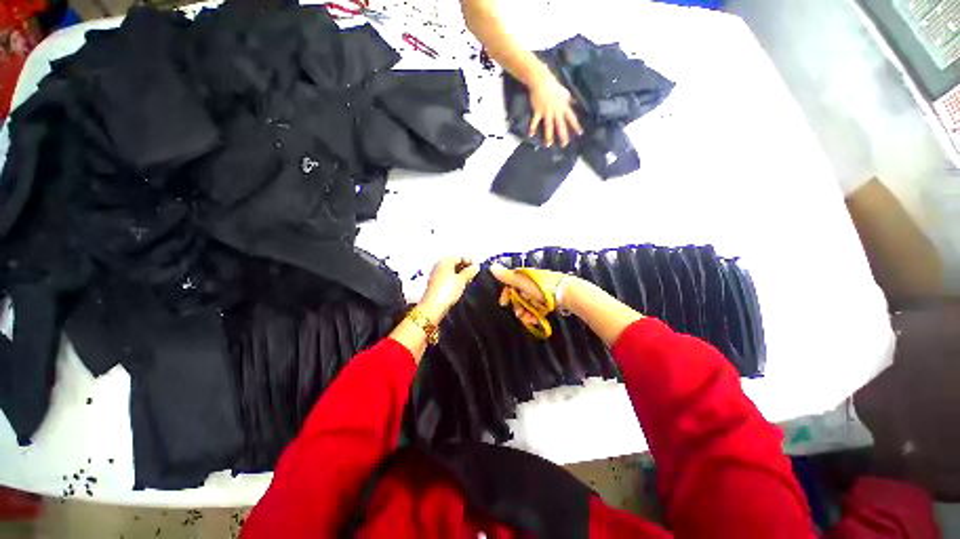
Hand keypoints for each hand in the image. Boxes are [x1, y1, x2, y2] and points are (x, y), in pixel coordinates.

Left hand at [418, 257, 480, 320]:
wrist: (433, 307)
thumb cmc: (447, 290)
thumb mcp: (462, 279)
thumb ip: (470, 271)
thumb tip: (476, 266)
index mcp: (445, 261)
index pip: (460, 257)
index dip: (470, 262)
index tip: (478, 269)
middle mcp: (439, 266)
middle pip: (455, 264)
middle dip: (465, 269)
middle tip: (474, 276)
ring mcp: (437, 275)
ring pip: (452, 272)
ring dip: (461, 276)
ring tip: (469, 282)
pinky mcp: (436, 284)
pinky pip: (448, 279)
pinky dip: (456, 281)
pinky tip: (461, 287)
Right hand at [490, 264, 571, 326]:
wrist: (564, 294)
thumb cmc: (541, 287)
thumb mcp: (521, 282)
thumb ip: (506, 277)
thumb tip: (491, 266)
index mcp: (524, 277)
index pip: (510, 284)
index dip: (506, 294)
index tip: (504, 303)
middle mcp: (530, 284)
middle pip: (518, 297)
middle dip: (518, 307)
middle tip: (520, 314)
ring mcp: (539, 294)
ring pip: (527, 305)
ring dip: (526, 313)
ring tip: (529, 319)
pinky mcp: (546, 302)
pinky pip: (536, 310)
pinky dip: (534, 315)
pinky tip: (535, 320)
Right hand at [527, 68, 582, 147]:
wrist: (541, 81)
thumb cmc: (553, 86)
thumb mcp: (564, 92)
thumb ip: (569, 99)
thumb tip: (575, 103)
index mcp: (563, 106)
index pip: (571, 118)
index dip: (576, 126)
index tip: (580, 133)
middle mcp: (556, 111)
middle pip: (560, 125)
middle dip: (563, 135)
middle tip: (564, 145)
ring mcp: (547, 112)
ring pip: (548, 126)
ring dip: (548, 136)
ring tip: (548, 144)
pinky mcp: (538, 111)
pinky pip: (535, 121)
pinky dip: (532, 128)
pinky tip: (530, 134)